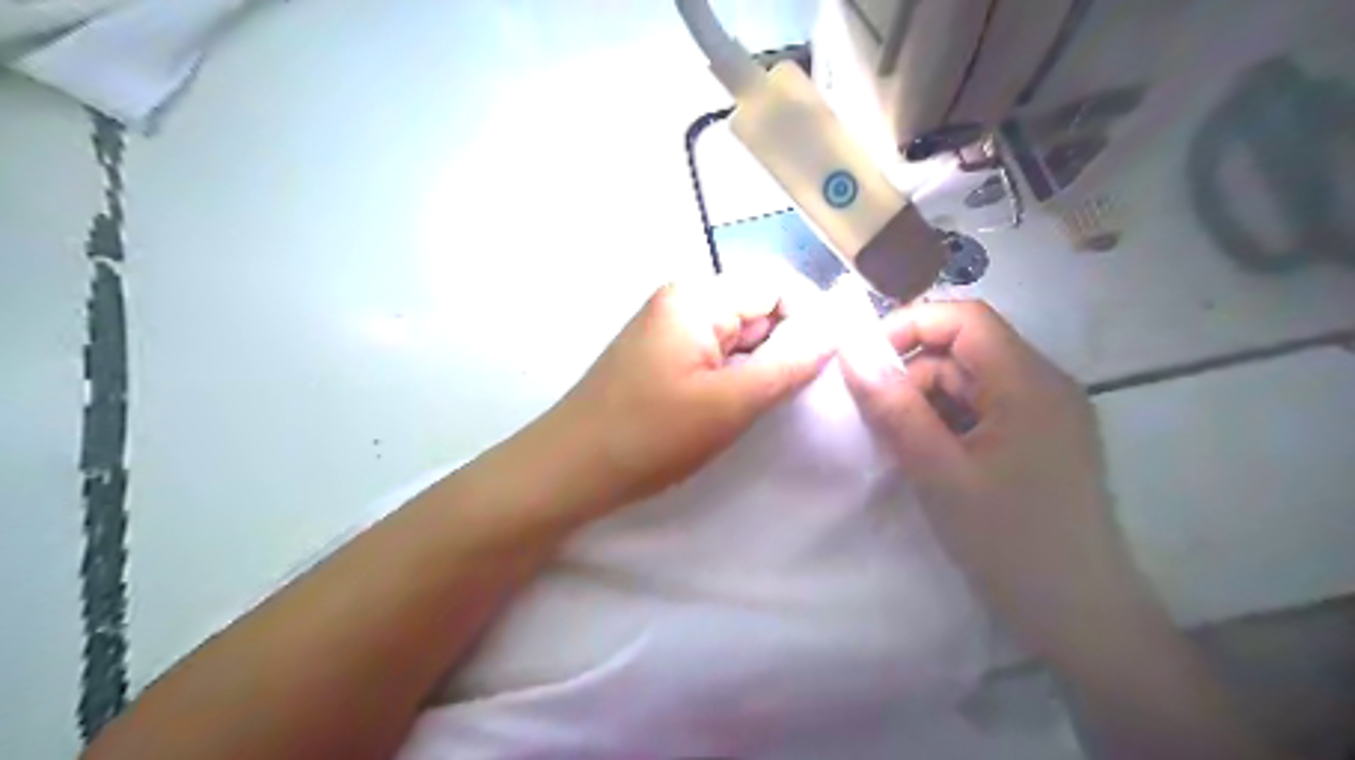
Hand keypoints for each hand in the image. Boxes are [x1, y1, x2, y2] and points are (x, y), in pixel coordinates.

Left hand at [540, 269, 837, 511]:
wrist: (570, 469)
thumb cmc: (649, 435)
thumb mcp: (729, 402)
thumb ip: (788, 363)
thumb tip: (836, 328)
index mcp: (697, 296)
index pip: (777, 284)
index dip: (809, 318)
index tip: (824, 367)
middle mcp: (682, 299)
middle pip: (757, 306)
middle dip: (782, 346)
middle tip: (787, 395)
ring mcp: (669, 327)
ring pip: (739, 333)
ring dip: (758, 365)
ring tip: (753, 406)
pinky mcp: (662, 354)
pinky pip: (715, 351)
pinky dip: (733, 375)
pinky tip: (727, 408)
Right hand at [844, 298, 1146, 662]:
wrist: (1080, 618)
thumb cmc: (1010, 543)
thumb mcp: (939, 473)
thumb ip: (893, 408)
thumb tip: (850, 351)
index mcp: (1030, 383)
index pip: (965, 319)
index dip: (908, 327)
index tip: (861, 363)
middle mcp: (1043, 386)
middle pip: (963, 352)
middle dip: (912, 378)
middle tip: (878, 424)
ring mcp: (1042, 414)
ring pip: (967, 384)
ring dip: (925, 406)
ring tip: (904, 450)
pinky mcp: (1036, 440)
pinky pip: (979, 412)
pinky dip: (944, 425)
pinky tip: (930, 460)